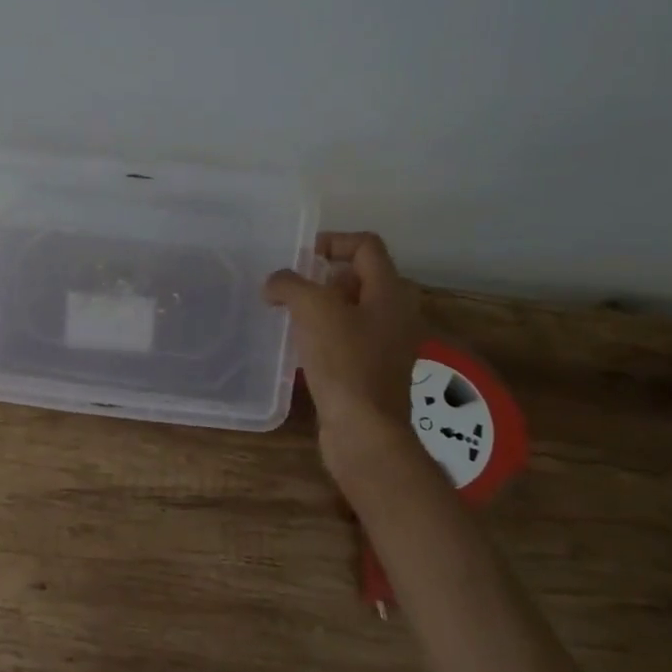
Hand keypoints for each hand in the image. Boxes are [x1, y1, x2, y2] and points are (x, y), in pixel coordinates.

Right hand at [265, 231, 421, 469]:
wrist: (365, 431)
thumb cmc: (344, 362)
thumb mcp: (313, 310)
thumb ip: (290, 285)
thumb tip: (274, 284)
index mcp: (390, 292)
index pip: (367, 245)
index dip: (333, 241)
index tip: (301, 258)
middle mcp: (396, 314)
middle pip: (361, 278)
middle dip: (324, 277)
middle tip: (293, 288)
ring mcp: (388, 345)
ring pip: (354, 311)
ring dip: (322, 308)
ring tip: (290, 316)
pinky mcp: (374, 372)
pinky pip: (349, 339)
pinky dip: (326, 335)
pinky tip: (301, 348)